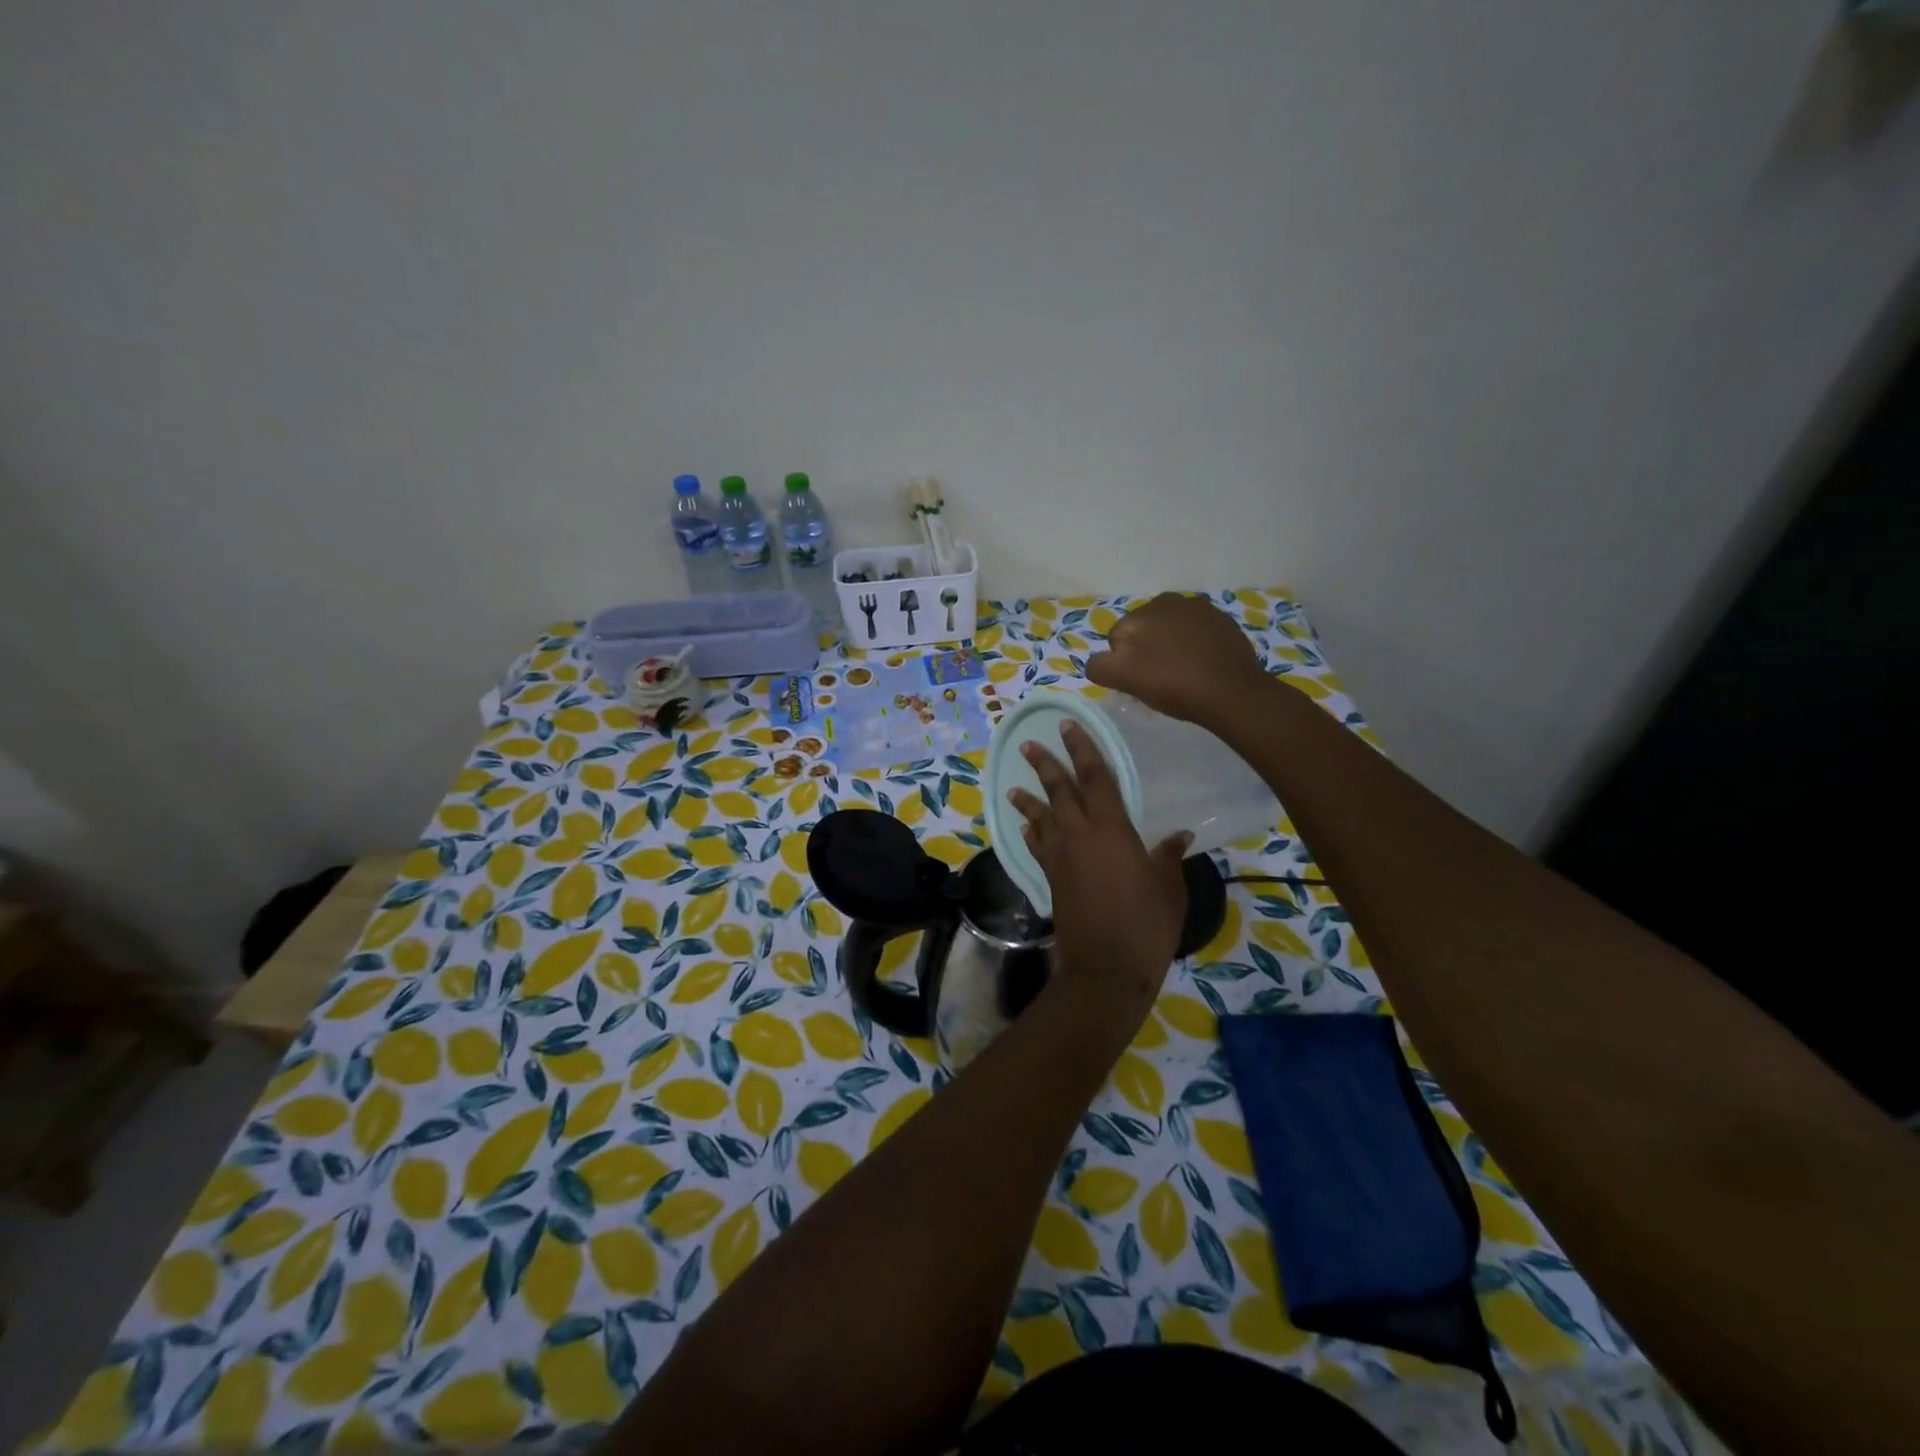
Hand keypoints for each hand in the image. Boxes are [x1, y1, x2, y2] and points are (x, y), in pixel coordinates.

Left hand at [1006, 720, 1191, 1012]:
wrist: (1106, 967)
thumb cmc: (1145, 922)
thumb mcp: (1168, 886)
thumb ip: (1169, 857)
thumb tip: (1179, 835)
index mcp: (1111, 828)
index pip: (1095, 777)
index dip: (1082, 750)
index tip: (1069, 727)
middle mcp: (1079, 835)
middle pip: (1059, 791)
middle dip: (1045, 765)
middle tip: (1030, 744)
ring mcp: (1060, 857)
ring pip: (1041, 817)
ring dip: (1029, 799)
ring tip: (1014, 786)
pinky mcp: (1051, 879)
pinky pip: (1038, 847)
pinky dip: (1032, 834)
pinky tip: (1026, 829)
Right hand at [1085, 593, 1267, 727]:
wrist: (1234, 694)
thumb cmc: (1174, 684)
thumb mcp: (1125, 678)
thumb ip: (1099, 666)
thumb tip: (1097, 661)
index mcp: (1144, 610)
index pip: (1117, 637)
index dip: (1123, 663)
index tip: (1139, 682)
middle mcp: (1171, 600)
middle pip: (1144, 631)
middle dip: (1146, 651)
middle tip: (1158, 680)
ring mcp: (1202, 609)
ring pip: (1170, 631)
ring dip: (1169, 648)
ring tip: (1180, 675)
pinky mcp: (1224, 623)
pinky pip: (1196, 635)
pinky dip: (1193, 648)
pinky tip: (1200, 668)